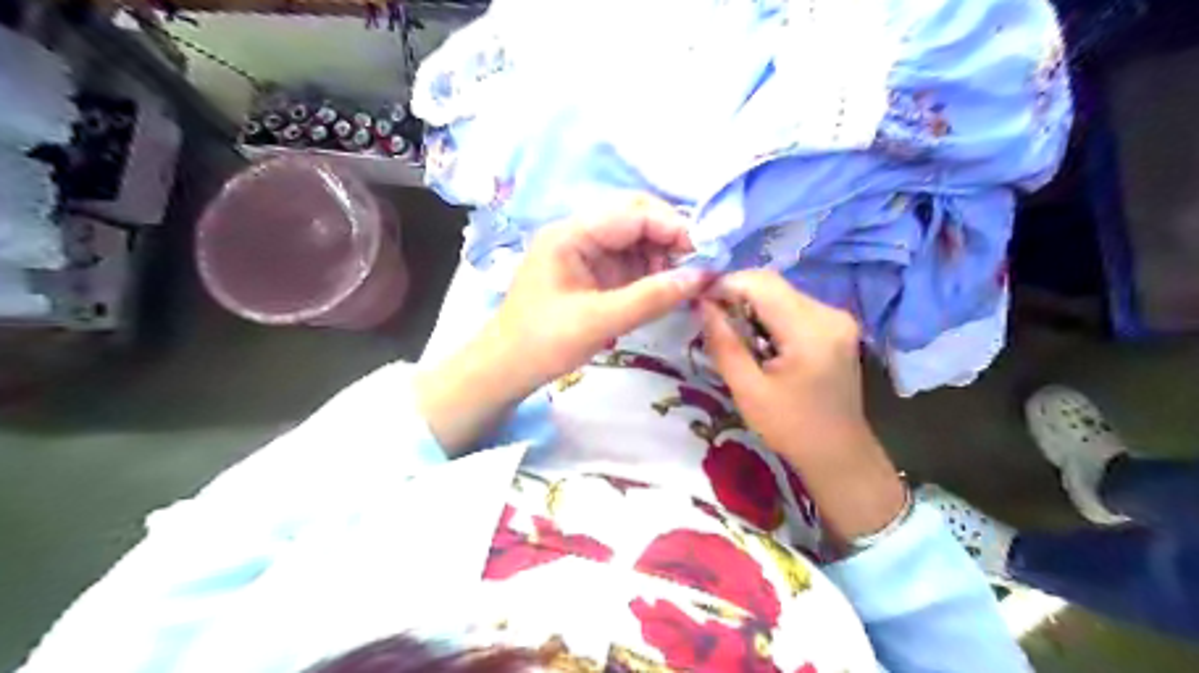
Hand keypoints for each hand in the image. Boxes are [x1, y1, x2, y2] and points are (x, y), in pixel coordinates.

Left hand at [419, 198, 702, 454]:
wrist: (506, 368)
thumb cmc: (544, 342)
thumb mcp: (599, 321)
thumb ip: (651, 297)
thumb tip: (703, 276)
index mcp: (572, 234)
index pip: (633, 213)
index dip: (673, 227)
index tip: (705, 255)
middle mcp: (580, 233)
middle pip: (636, 218)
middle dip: (670, 238)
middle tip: (697, 268)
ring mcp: (586, 252)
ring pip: (636, 239)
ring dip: (663, 256)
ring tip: (682, 283)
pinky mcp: (592, 272)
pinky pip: (629, 261)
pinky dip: (651, 271)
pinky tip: (665, 289)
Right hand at [700, 271, 902, 553]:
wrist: (839, 454)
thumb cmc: (790, 428)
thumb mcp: (748, 390)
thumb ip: (724, 342)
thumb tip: (701, 304)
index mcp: (810, 331)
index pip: (761, 284)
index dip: (725, 284)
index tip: (698, 302)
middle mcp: (830, 313)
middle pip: (773, 284)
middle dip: (736, 293)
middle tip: (710, 317)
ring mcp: (837, 317)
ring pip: (782, 292)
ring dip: (751, 304)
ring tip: (731, 330)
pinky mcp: (836, 325)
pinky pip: (794, 305)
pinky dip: (769, 314)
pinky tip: (758, 338)